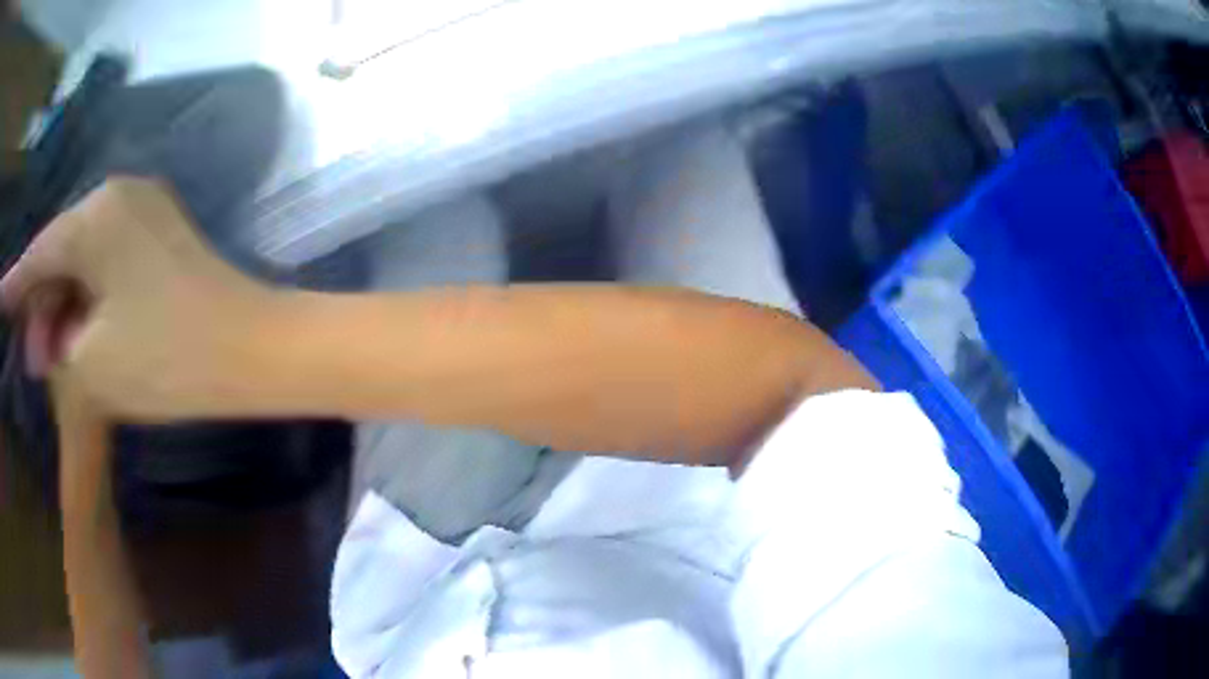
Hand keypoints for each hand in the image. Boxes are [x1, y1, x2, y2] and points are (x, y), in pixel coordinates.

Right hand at [2, 177, 281, 420]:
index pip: (39, 253)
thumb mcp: (91, 367)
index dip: (15, 284)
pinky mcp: (158, 236)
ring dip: (62, 309)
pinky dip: (86, 299)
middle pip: (59, 254)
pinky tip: (78, 334)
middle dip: (41, 310)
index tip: (0, 299)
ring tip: (52, 360)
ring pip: (81, 260)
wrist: (251, 350)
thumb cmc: (166, 359)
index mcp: (94, 215)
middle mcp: (118, 197)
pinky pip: (105, 263)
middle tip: (34, 364)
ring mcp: (142, 212)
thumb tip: (48, 336)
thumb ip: (56, 347)